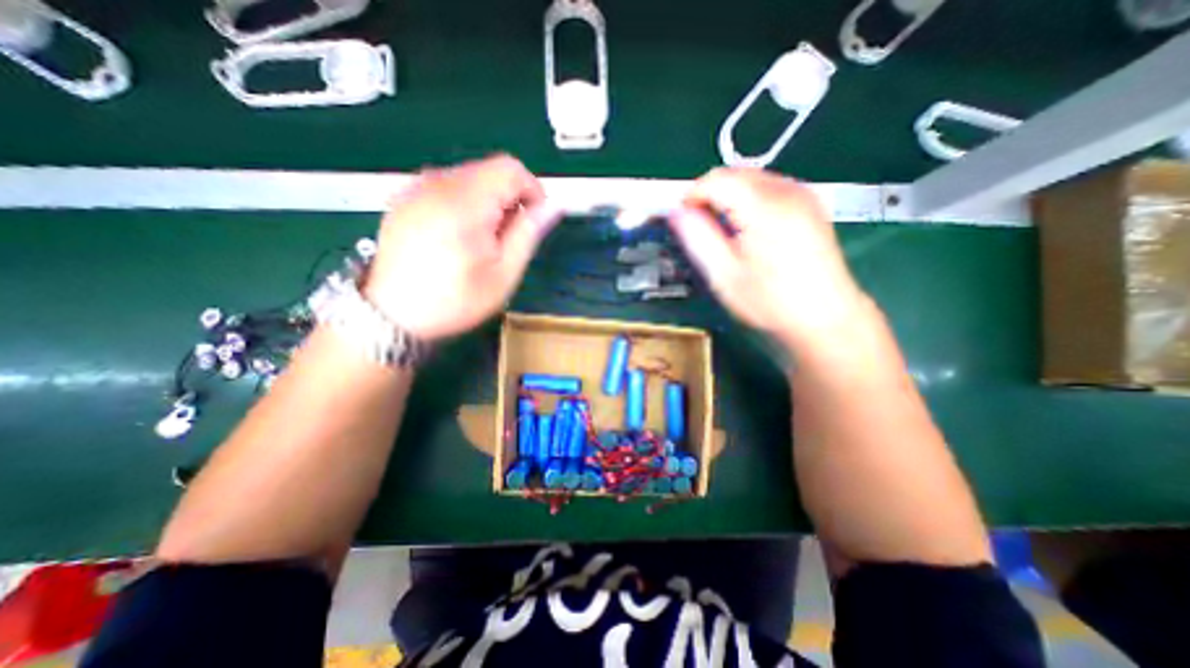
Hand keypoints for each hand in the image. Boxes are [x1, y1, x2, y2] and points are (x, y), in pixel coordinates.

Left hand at [366, 153, 561, 338]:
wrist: (392, 315)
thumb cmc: (455, 300)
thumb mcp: (503, 273)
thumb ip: (529, 234)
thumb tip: (554, 207)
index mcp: (465, 203)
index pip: (510, 169)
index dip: (532, 189)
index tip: (535, 217)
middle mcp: (436, 184)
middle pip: (489, 170)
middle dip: (509, 199)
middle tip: (508, 237)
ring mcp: (416, 188)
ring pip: (469, 177)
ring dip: (488, 202)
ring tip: (483, 240)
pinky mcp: (405, 198)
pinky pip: (447, 187)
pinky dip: (464, 204)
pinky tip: (459, 235)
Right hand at [668, 167, 872, 349]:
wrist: (825, 317)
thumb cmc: (770, 301)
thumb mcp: (724, 274)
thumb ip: (697, 237)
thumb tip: (676, 212)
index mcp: (764, 207)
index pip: (716, 180)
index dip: (692, 195)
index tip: (681, 219)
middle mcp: (787, 191)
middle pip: (735, 173)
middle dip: (709, 194)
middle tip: (697, 226)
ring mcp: (803, 195)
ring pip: (752, 178)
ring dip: (728, 196)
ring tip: (720, 229)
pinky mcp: (810, 205)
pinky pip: (769, 188)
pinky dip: (748, 199)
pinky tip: (746, 227)